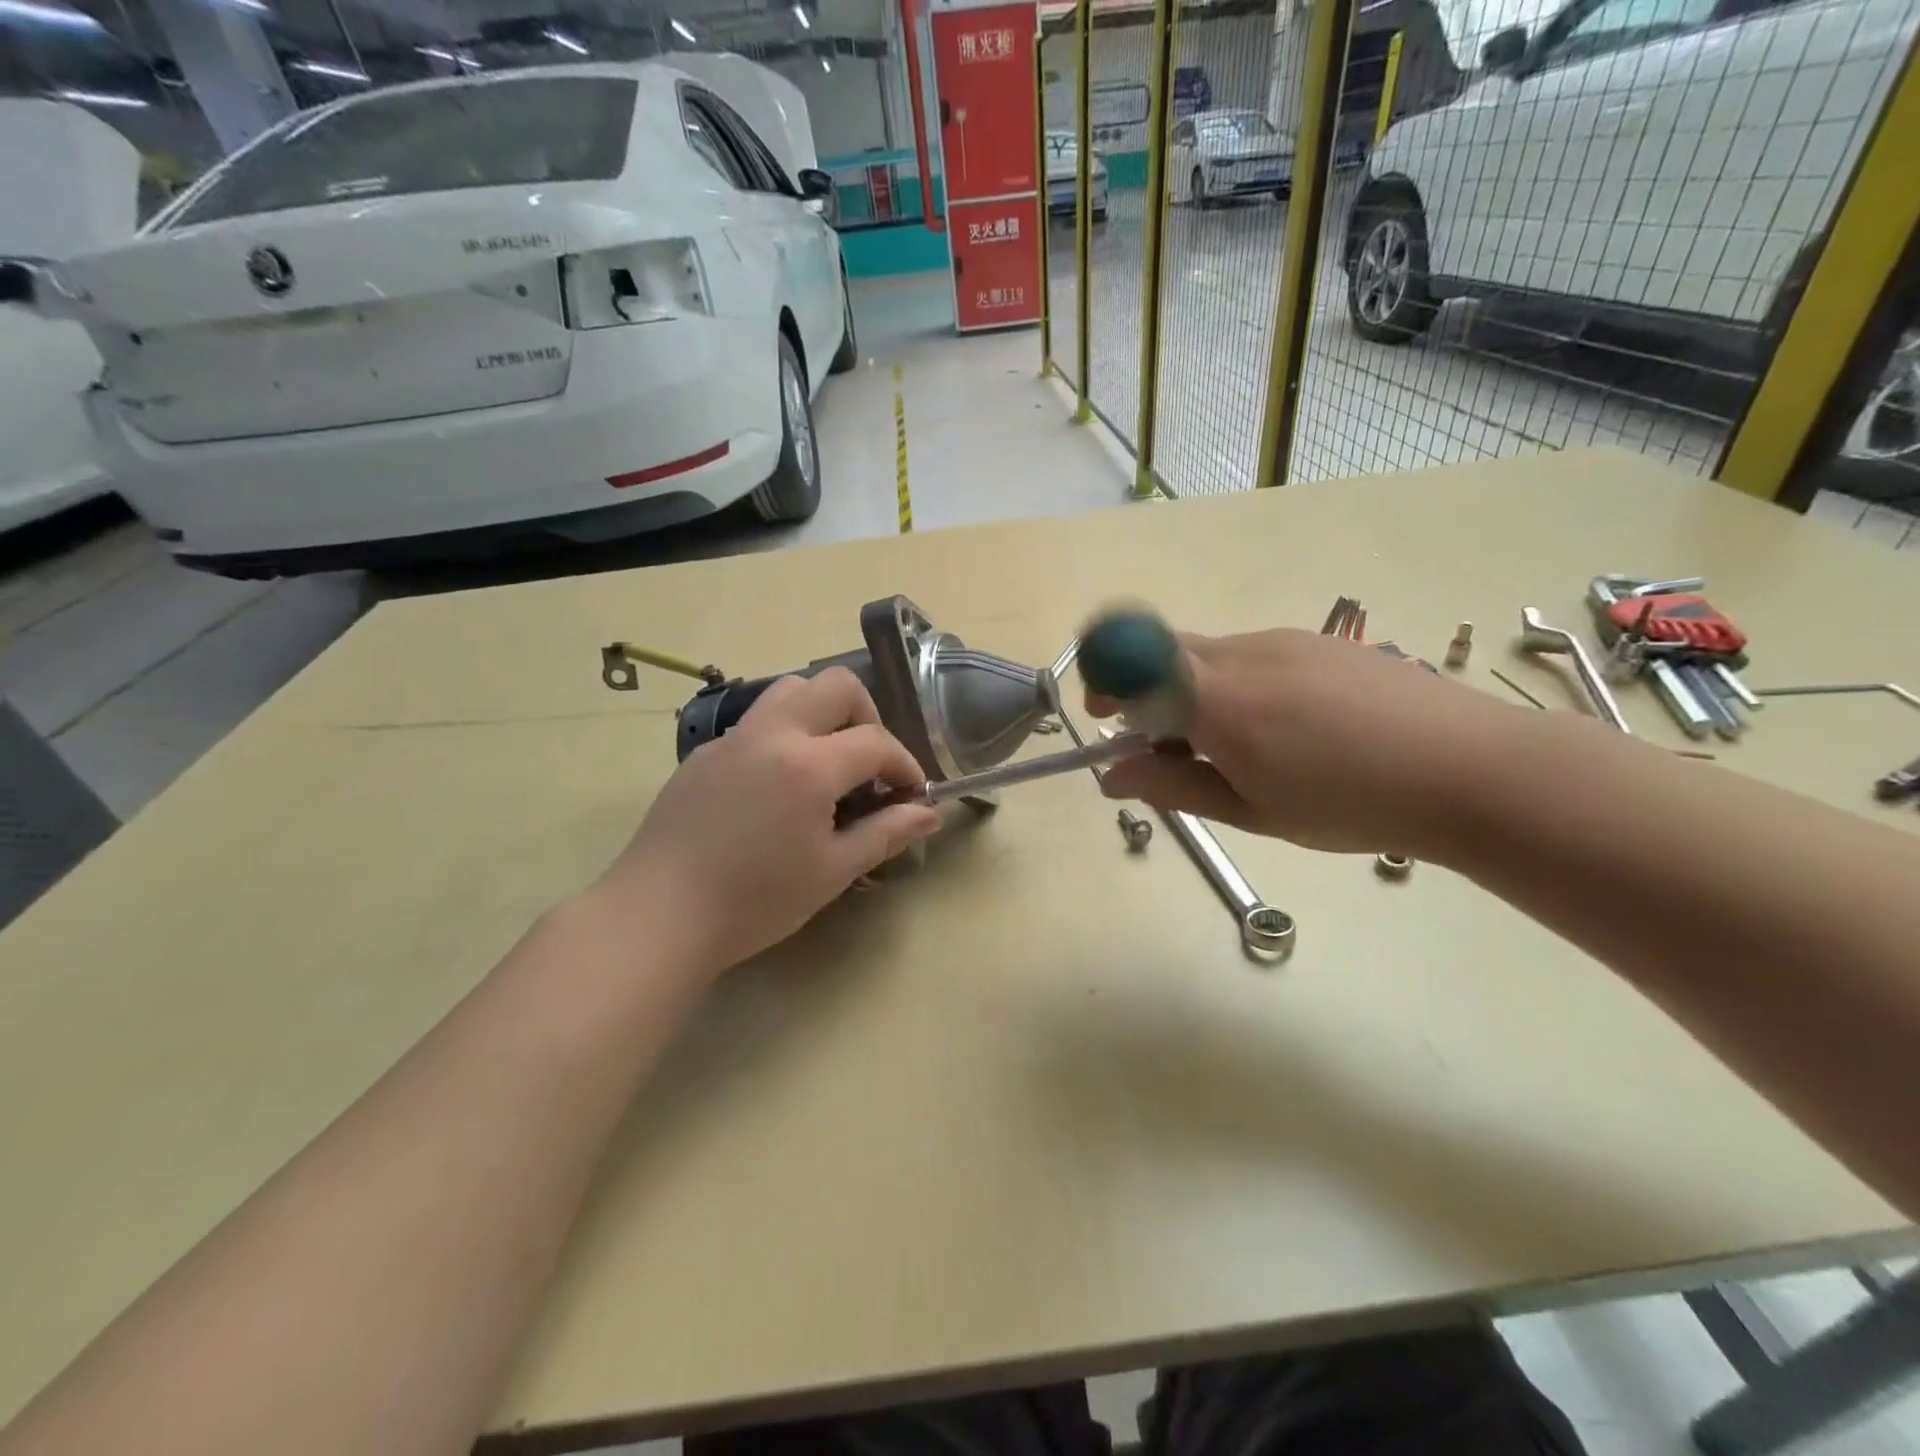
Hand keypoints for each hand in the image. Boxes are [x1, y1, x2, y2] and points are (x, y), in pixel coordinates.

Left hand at [592, 668, 940, 977]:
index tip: (911, 795)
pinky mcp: (705, 754)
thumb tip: (930, 814)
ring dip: (823, 714)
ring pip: (791, 691)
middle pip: (836, 685)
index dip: (905, 765)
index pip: (875, 741)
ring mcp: (733, 739)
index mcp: (808, 765)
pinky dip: (785, 735)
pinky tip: (778, 788)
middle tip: (868, 764)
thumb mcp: (831, 872)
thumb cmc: (754, 901)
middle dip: (867, 716)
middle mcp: (771, 734)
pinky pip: (757, 722)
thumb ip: (885, 834)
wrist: (659, 916)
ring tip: (827, 764)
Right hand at [1091, 627, 1527, 854]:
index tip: (1104, 719)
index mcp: (1219, 700)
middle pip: (1165, 651)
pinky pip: (1253, 654)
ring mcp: (1286, 641)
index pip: (1133, 659)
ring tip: (1239, 749)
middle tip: (1168, 748)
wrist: (1471, 770)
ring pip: (1210, 655)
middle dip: (1146, 691)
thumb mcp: (1252, 811)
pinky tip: (1287, 729)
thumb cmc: (1351, 805)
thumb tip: (1112, 775)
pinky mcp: (1321, 641)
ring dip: (1195, 692)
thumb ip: (1174, 786)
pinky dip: (1238, 685)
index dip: (1105, 680)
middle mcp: (1243, 655)